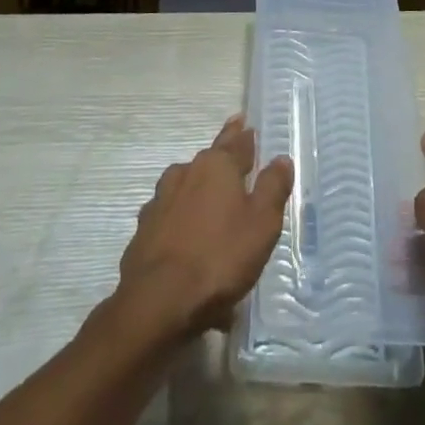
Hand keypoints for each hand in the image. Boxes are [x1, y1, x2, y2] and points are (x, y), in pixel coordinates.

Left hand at [116, 115, 293, 338]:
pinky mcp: (143, 230)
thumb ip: (272, 188)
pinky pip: (170, 219)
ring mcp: (160, 201)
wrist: (157, 302)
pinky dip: (181, 224)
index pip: (236, 142)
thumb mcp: (261, 224)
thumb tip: (280, 159)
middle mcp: (186, 173)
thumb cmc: (219, 257)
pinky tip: (187, 243)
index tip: (244, 122)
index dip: (244, 135)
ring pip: (185, 187)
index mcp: (216, 166)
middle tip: (233, 157)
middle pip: (209, 160)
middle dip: (222, 158)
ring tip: (210, 204)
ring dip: (199, 191)